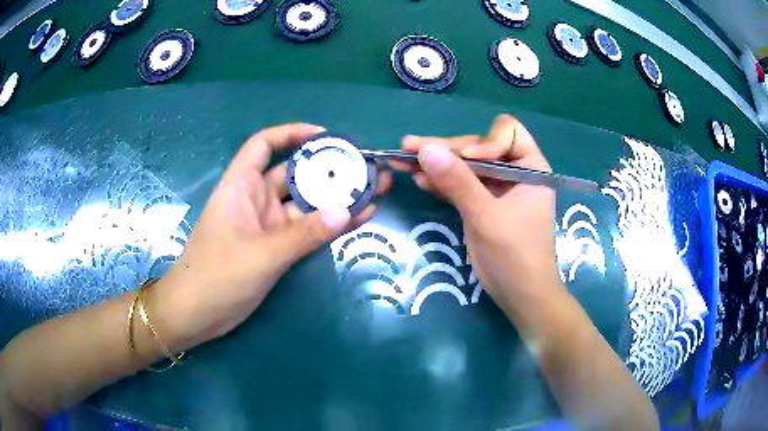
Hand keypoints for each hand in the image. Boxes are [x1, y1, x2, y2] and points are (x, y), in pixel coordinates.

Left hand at [156, 123, 391, 349]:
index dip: (291, 134)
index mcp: (241, 186)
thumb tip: (347, 211)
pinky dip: (328, 226)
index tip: (325, 137)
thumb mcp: (261, 254)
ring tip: (374, 190)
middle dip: (329, 169)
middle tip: (366, 168)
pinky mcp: (276, 248)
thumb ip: (304, 234)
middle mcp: (255, 200)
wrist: (197, 314)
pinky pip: (306, 231)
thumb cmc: (217, 275)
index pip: (263, 145)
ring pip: (305, 204)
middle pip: (294, 174)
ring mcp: (267, 226)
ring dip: (336, 199)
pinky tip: (358, 219)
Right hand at [397, 114, 562, 314]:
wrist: (520, 296)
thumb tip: (425, 149)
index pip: (507, 133)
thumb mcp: (486, 217)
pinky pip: (460, 186)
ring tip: (402, 158)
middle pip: (478, 147)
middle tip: (409, 147)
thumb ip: (457, 182)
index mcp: (530, 167)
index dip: (484, 141)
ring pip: (465, 166)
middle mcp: (514, 172)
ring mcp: (496, 189)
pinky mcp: (482, 205)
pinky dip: (441, 182)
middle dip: (446, 149)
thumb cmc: (516, 256)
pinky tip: (418, 178)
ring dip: (436, 164)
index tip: (467, 160)